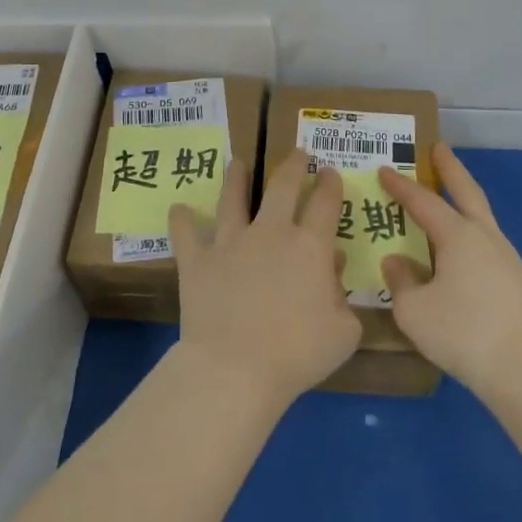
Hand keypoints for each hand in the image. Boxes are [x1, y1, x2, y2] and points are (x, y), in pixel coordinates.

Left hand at [169, 152, 361, 410]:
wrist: (236, 367)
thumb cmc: (298, 353)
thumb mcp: (343, 331)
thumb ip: (343, 297)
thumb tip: (334, 268)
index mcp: (310, 246)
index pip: (324, 203)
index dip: (329, 184)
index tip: (329, 172)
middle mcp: (270, 233)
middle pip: (281, 186)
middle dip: (292, 165)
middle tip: (297, 154)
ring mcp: (230, 243)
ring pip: (232, 199)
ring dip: (235, 178)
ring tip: (237, 162)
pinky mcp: (197, 260)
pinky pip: (186, 234)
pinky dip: (181, 220)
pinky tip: (178, 209)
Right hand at [378, 145, 521, 401]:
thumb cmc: (464, 333)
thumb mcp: (414, 310)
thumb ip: (401, 282)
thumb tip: (397, 261)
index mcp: (458, 235)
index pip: (423, 202)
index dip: (401, 186)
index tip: (384, 169)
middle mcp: (485, 238)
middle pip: (467, 192)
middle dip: (450, 169)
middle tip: (438, 148)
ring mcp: (505, 259)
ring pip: (480, 217)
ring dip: (462, 200)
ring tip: (445, 198)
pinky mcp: (515, 283)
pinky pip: (484, 243)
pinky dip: (467, 232)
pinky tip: (456, 250)